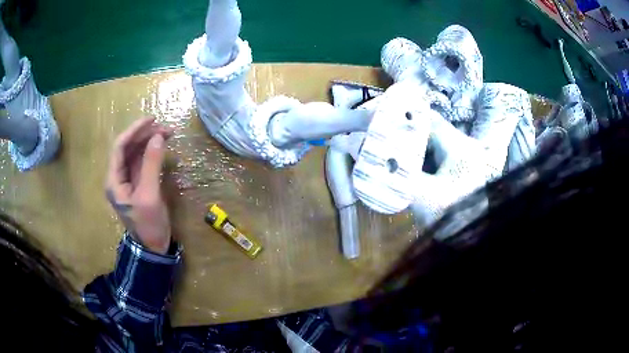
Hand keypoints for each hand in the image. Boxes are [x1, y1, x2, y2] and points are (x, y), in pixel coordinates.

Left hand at [106, 118, 172, 253]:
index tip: (152, 120)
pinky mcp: (137, 184)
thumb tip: (158, 137)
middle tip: (166, 128)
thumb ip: (152, 165)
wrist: (153, 248)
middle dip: (144, 135)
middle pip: (128, 148)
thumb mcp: (150, 195)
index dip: (134, 130)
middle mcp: (118, 177)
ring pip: (135, 153)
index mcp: (114, 180)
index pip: (120, 147)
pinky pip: (142, 163)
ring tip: (167, 134)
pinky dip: (151, 153)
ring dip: (149, 142)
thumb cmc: (148, 225)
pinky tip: (161, 147)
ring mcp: (127, 181)